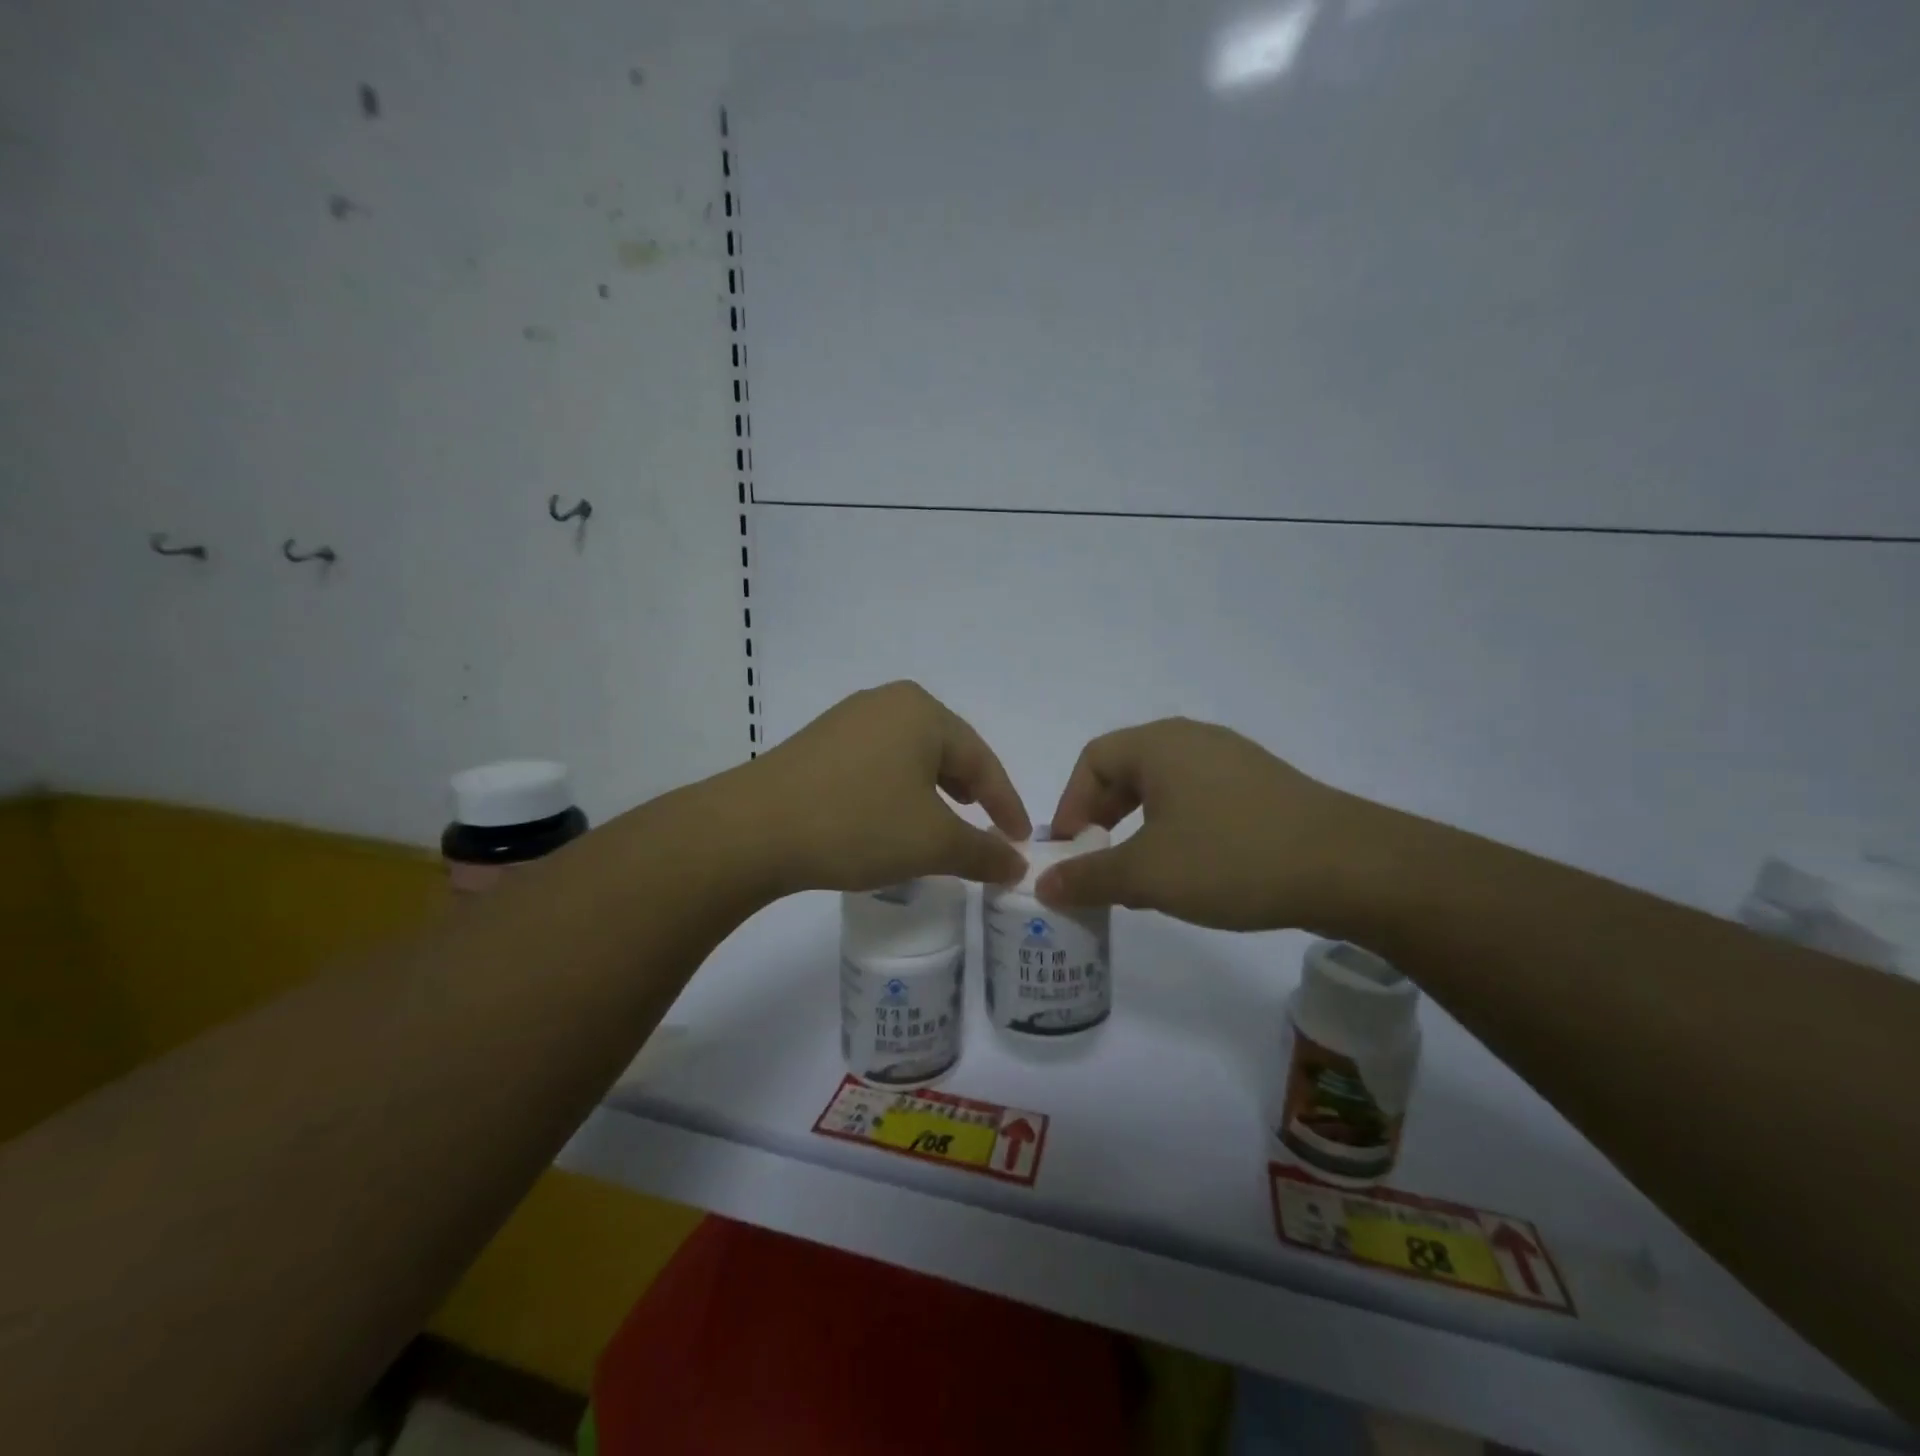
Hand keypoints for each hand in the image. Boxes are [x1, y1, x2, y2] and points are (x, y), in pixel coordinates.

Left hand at [750, 682, 1030, 893]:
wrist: (753, 830)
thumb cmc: (858, 824)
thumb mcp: (931, 843)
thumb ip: (983, 852)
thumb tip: (1016, 865)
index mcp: (923, 712)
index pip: (982, 760)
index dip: (1007, 804)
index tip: (1020, 840)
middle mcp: (887, 703)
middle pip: (947, 752)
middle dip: (971, 793)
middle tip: (987, 828)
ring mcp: (848, 720)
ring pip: (910, 758)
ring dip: (933, 794)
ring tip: (944, 824)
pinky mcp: (819, 744)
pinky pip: (877, 765)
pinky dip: (897, 792)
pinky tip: (891, 819)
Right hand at [1038, 718, 1359, 930]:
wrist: (1350, 868)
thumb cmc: (1232, 858)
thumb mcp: (1148, 874)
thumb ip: (1089, 877)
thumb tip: (1043, 884)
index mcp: (1159, 744)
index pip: (1092, 760)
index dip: (1071, 805)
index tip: (1071, 851)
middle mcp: (1194, 740)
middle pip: (1127, 771)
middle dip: (1103, 818)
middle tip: (1098, 863)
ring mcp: (1234, 761)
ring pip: (1165, 788)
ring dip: (1139, 828)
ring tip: (1140, 875)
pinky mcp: (1264, 787)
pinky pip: (1201, 800)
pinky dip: (1178, 830)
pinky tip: (1191, 872)